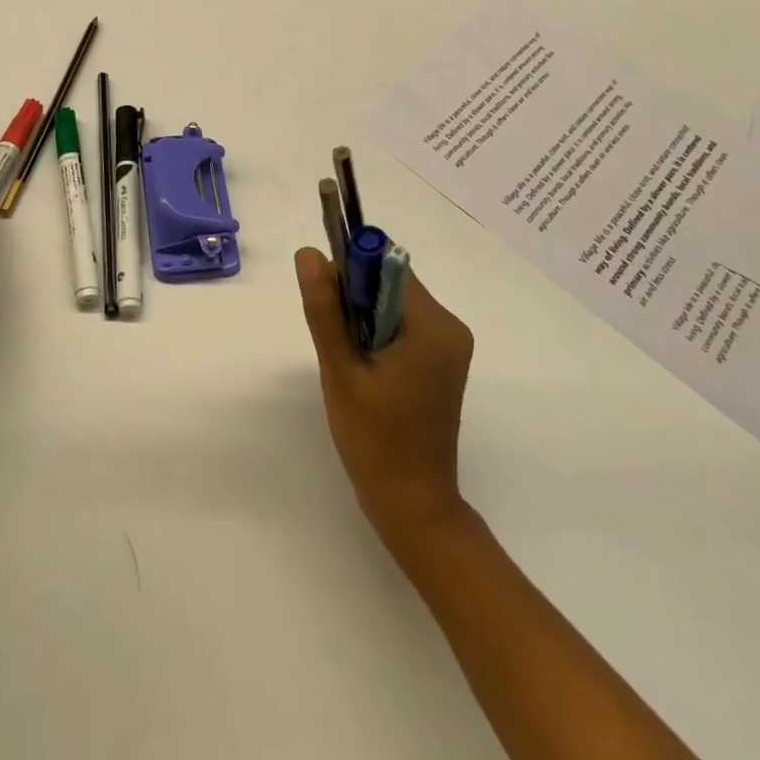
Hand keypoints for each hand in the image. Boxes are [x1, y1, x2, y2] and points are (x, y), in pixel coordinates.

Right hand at [294, 246, 474, 551]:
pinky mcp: (441, 363)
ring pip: (393, 305)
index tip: (326, 302)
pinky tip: (364, 372)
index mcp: (434, 325)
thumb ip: (325, 309)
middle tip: (336, 345)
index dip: (350, 273)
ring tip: (349, 365)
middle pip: (391, 284)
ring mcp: (449, 347)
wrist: (413, 506)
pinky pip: (403, 327)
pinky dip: (377, 336)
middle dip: (355, 301)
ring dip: (363, 320)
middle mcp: (449, 328)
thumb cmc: (375, 440)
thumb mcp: (341, 371)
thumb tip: (309, 254)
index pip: (386, 267)